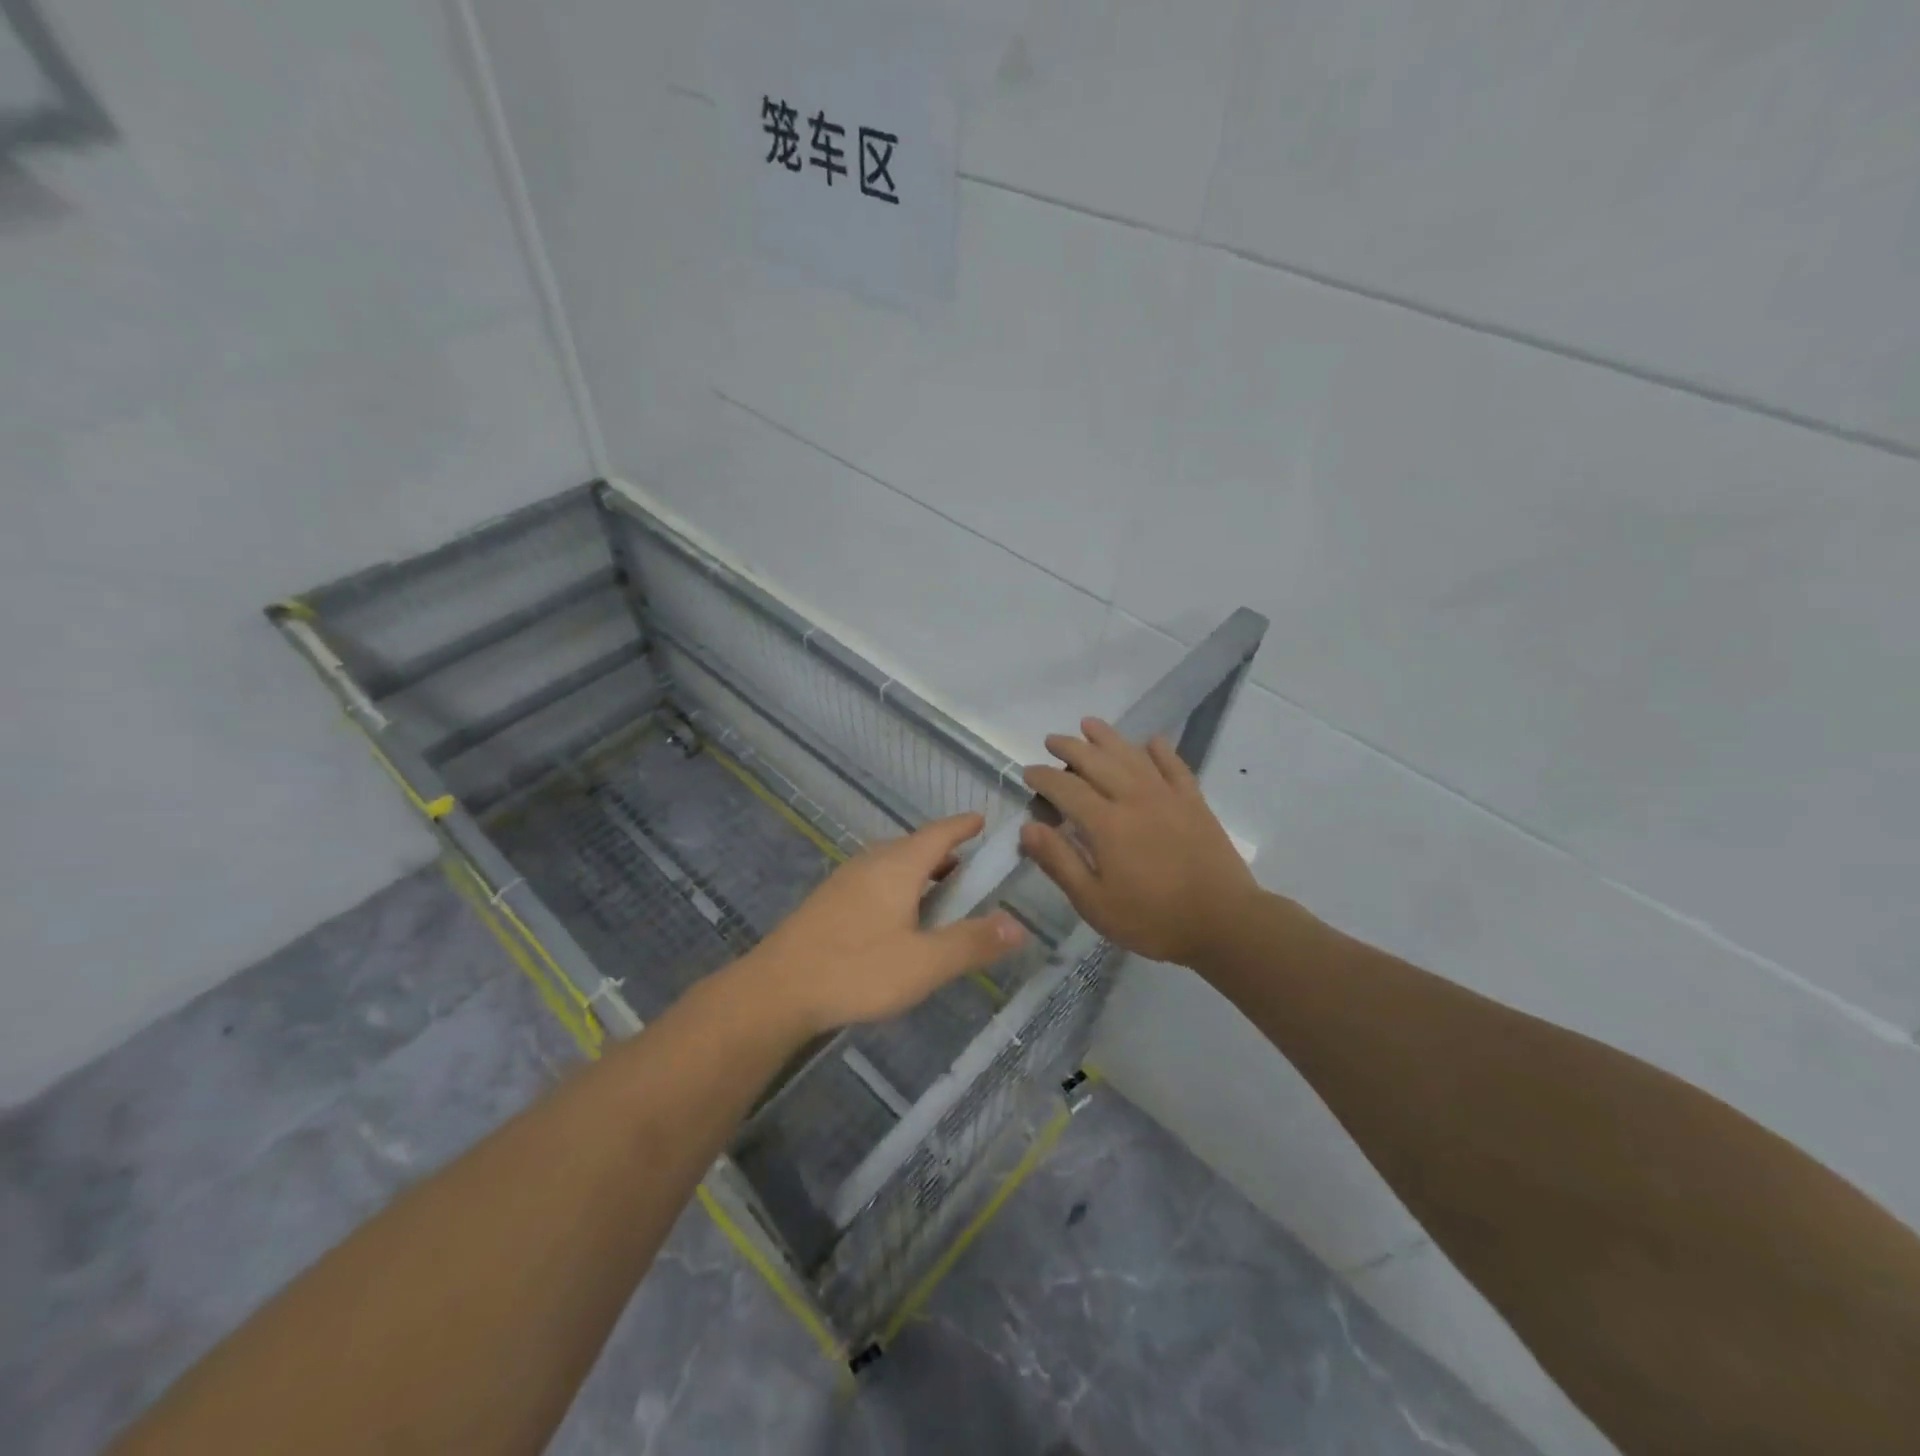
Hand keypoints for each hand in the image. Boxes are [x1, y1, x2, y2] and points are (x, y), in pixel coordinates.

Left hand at [738, 813, 1027, 1036]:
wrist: (777, 990)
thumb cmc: (857, 970)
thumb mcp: (924, 963)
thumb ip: (972, 943)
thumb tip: (1019, 924)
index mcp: (898, 866)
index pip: (939, 833)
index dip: (964, 826)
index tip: (984, 821)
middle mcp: (871, 862)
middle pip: (916, 846)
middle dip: (946, 853)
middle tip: (973, 872)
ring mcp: (845, 880)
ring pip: (892, 864)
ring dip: (921, 873)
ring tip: (942, 897)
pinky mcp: (829, 901)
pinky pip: (875, 881)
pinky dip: (899, 888)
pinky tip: (899, 920)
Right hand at [1022, 718, 1260, 967]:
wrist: (1224, 923)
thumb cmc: (1152, 919)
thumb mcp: (1094, 902)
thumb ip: (1059, 861)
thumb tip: (1027, 827)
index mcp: (1106, 823)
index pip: (1066, 788)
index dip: (1043, 777)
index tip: (1028, 772)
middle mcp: (1134, 798)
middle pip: (1097, 762)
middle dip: (1070, 748)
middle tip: (1052, 741)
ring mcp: (1168, 797)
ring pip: (1132, 755)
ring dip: (1108, 737)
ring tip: (1089, 724)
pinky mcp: (1195, 803)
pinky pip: (1175, 767)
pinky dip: (1161, 751)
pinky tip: (1151, 741)